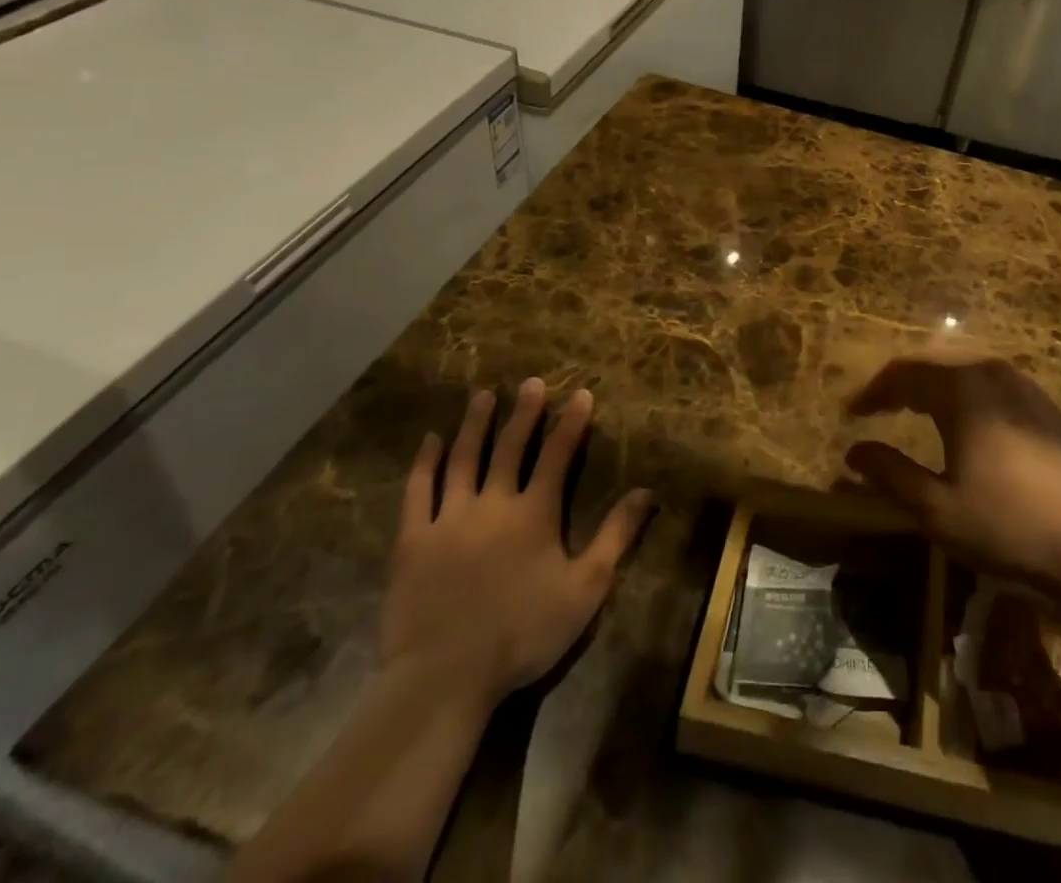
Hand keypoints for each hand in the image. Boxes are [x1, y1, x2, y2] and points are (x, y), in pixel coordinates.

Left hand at [382, 381, 653, 708]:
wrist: (444, 677)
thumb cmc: (523, 633)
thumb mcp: (585, 588)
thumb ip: (616, 536)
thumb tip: (647, 492)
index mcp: (535, 513)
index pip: (557, 455)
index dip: (571, 423)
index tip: (581, 394)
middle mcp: (493, 503)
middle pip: (510, 448)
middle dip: (525, 413)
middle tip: (532, 382)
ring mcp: (449, 519)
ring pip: (464, 459)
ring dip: (475, 425)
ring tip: (483, 396)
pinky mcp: (413, 541)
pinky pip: (418, 492)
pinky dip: (425, 463)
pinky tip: (431, 441)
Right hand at [844, 355, 1060, 593]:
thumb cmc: (1007, 525)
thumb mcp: (937, 508)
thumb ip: (891, 473)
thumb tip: (854, 451)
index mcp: (962, 389)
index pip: (904, 374)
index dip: (874, 392)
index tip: (852, 414)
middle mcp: (992, 374)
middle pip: (935, 365)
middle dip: (902, 384)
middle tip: (878, 408)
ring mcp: (1025, 387)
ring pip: (966, 373)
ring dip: (934, 388)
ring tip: (915, 411)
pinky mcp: (1047, 408)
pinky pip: (992, 387)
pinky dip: (965, 396)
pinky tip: (966, 424)